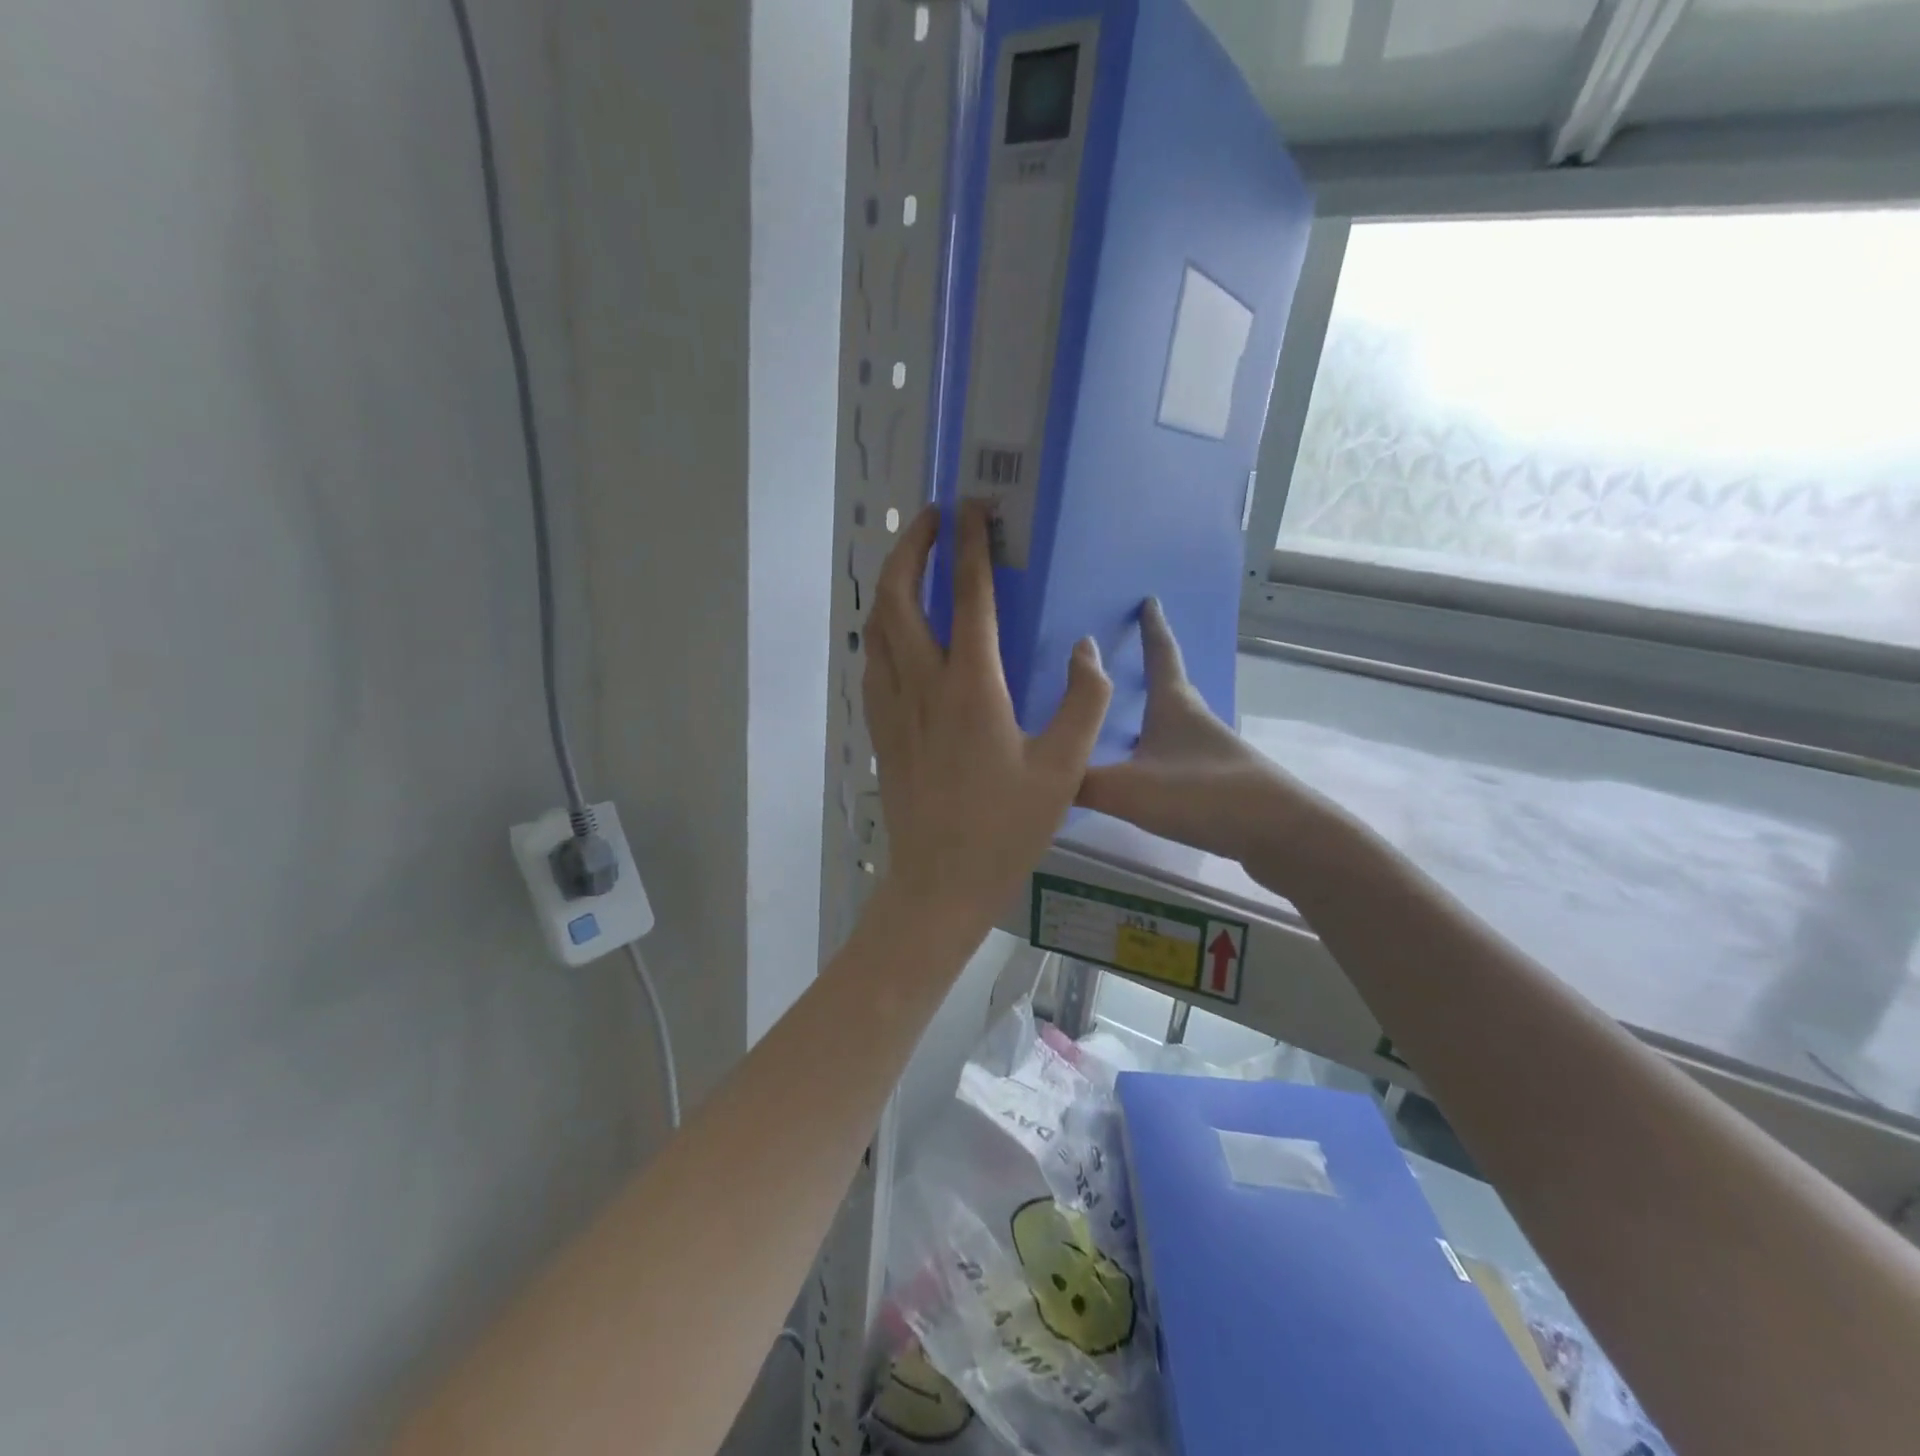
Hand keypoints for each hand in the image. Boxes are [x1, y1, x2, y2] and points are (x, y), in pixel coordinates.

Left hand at [864, 502, 1111, 934]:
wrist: (940, 882)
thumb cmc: (1005, 829)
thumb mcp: (1063, 769)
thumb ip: (1083, 702)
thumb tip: (1086, 650)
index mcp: (971, 687)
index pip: (967, 596)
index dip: (971, 545)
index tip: (975, 508)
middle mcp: (922, 684)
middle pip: (898, 596)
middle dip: (912, 546)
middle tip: (934, 520)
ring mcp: (893, 707)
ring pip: (877, 626)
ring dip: (892, 583)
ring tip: (914, 563)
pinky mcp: (881, 730)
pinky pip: (873, 662)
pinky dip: (884, 629)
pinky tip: (899, 632)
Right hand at [1079, 599, 1306, 865]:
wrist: (1279, 834)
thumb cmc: (1202, 795)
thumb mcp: (1128, 789)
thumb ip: (1079, 782)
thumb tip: (1038, 776)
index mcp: (1174, 706)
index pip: (1161, 655)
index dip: (1152, 628)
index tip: (1149, 600)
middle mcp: (1195, 721)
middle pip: (1170, 686)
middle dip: (1151, 669)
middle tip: (1125, 661)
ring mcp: (1212, 752)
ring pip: (1174, 725)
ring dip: (1152, 718)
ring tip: (1123, 723)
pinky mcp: (1221, 783)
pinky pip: (1179, 757)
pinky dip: (1159, 755)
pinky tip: (1145, 777)